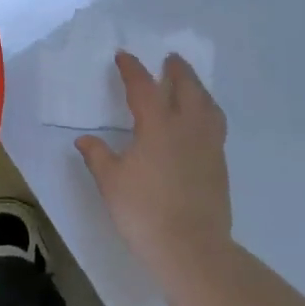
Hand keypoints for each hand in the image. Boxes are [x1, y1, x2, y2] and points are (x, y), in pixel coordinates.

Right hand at [76, 52, 232, 279]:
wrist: (191, 249)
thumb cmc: (144, 212)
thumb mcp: (111, 183)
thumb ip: (98, 156)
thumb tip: (85, 140)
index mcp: (158, 125)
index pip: (143, 87)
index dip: (132, 69)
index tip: (123, 56)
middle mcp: (187, 127)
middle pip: (186, 87)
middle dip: (177, 70)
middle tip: (170, 59)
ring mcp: (208, 145)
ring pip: (207, 104)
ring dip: (197, 88)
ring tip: (190, 85)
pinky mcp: (220, 165)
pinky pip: (215, 125)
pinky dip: (207, 111)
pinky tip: (199, 122)